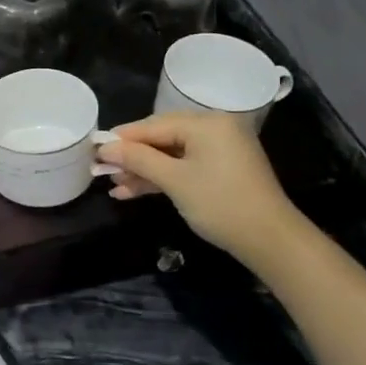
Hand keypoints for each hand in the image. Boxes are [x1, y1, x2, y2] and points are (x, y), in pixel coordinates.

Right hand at [98, 112, 296, 260]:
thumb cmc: (220, 204)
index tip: (95, 149)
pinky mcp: (222, 170)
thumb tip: (105, 148)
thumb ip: (138, 160)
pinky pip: (184, 166)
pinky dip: (163, 178)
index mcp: (206, 123)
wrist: (270, 240)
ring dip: (144, 171)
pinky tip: (134, 192)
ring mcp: (220, 151)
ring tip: (115, 186)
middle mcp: (214, 129)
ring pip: (171, 155)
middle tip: (103, 170)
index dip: (123, 138)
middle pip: (162, 138)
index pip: (154, 125)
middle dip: (132, 157)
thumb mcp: (174, 181)